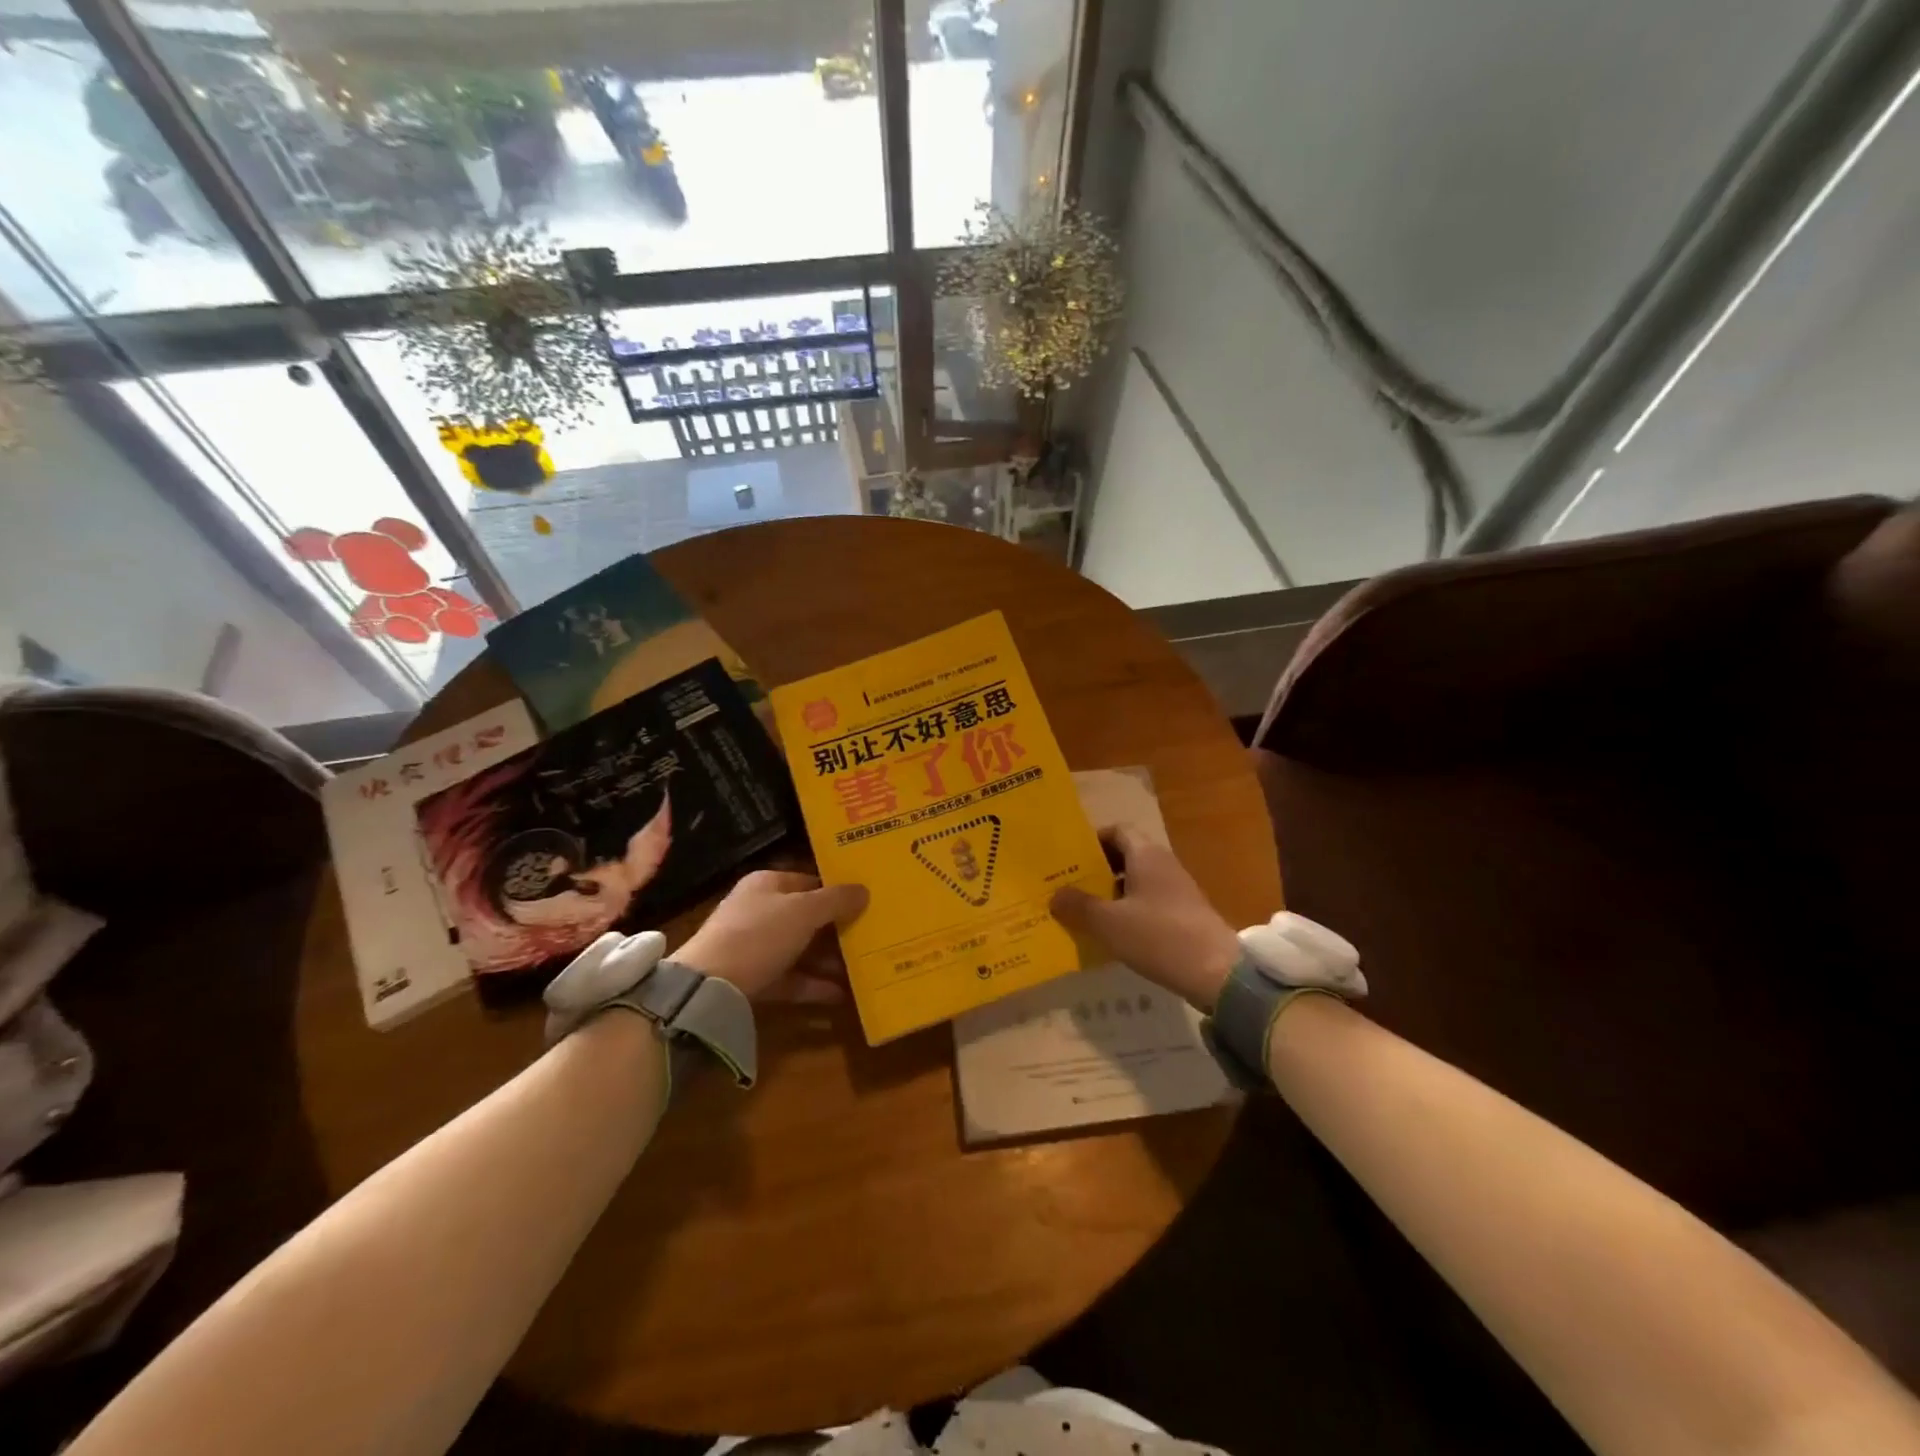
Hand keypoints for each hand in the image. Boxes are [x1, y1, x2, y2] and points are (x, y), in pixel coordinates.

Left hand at [675, 871, 867, 1003]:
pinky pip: (790, 978)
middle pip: (805, 917)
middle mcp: (758, 911)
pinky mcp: (752, 980)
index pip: (808, 881)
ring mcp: (753, 947)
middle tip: (871, 936)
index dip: (836, 891)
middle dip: (837, 928)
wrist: (708, 988)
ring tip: (863, 968)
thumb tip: (864, 890)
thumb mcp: (804, 911)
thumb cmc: (759, 934)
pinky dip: (813, 985)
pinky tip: (842, 994)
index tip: (866, 902)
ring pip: (800, 949)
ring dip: (829, 959)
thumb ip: (836, 900)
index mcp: (767, 884)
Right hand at [1050, 826, 1240, 1009]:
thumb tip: (1055, 895)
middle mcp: (1162, 864)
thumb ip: (1079, 906)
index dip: (1091, 841)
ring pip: (1136, 882)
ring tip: (1083, 911)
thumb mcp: (1108, 923)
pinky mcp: (1184, 915)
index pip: (1116, 831)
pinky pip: (1148, 903)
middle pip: (1125, 855)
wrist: (1218, 974)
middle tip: (1068, 886)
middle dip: (1097, 869)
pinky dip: (1128, 911)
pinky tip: (1112, 933)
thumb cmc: (1158, 936)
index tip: (1068, 858)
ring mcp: (1177, 890)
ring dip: (1111, 893)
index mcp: (1145, 854)